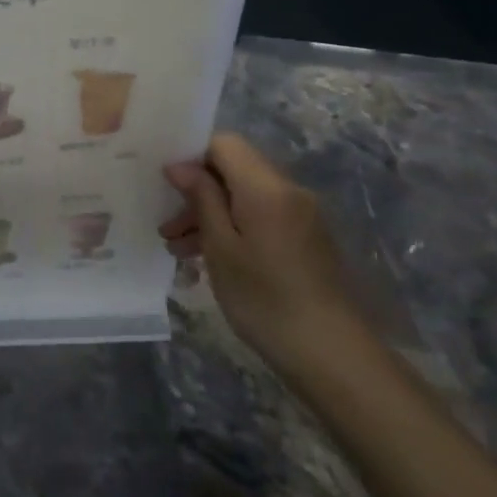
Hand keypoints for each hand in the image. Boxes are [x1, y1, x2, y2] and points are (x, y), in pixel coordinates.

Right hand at [161, 133, 355, 363]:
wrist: (331, 352)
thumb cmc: (264, 297)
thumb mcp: (221, 247)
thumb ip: (201, 198)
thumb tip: (179, 165)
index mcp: (266, 187)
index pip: (224, 143)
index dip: (191, 156)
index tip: (165, 185)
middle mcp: (287, 191)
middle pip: (233, 170)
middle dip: (196, 191)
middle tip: (166, 226)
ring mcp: (299, 215)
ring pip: (243, 196)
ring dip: (210, 214)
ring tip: (178, 248)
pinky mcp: (303, 238)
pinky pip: (259, 217)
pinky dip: (232, 228)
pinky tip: (208, 258)